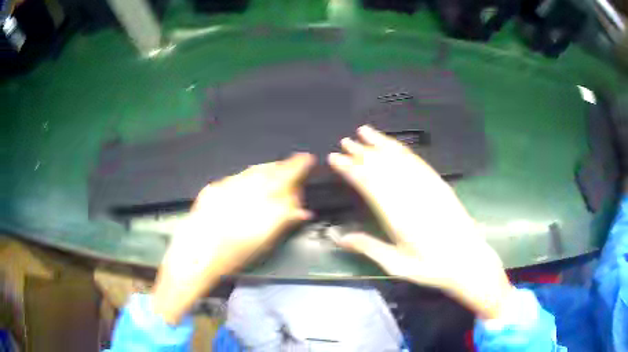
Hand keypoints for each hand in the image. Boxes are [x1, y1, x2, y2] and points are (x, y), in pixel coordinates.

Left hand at [152, 153, 314, 323]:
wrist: (195, 254)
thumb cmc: (232, 256)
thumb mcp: (262, 243)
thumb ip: (282, 222)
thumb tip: (301, 212)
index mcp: (261, 208)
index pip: (285, 181)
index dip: (297, 168)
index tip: (308, 160)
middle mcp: (245, 192)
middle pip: (271, 171)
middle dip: (286, 165)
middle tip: (297, 161)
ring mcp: (228, 187)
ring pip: (254, 170)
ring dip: (269, 167)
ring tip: (278, 166)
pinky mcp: (213, 187)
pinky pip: (239, 176)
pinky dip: (250, 174)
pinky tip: (254, 176)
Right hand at [329, 126, 511, 318]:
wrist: (468, 261)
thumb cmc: (431, 267)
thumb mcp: (397, 265)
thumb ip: (368, 247)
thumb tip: (339, 237)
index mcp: (397, 215)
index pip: (368, 183)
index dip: (350, 168)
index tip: (335, 158)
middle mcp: (411, 194)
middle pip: (382, 166)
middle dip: (361, 152)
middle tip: (345, 141)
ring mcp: (427, 186)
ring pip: (399, 158)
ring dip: (380, 143)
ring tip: (365, 131)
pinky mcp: (439, 184)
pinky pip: (418, 161)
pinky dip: (402, 149)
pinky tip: (394, 144)